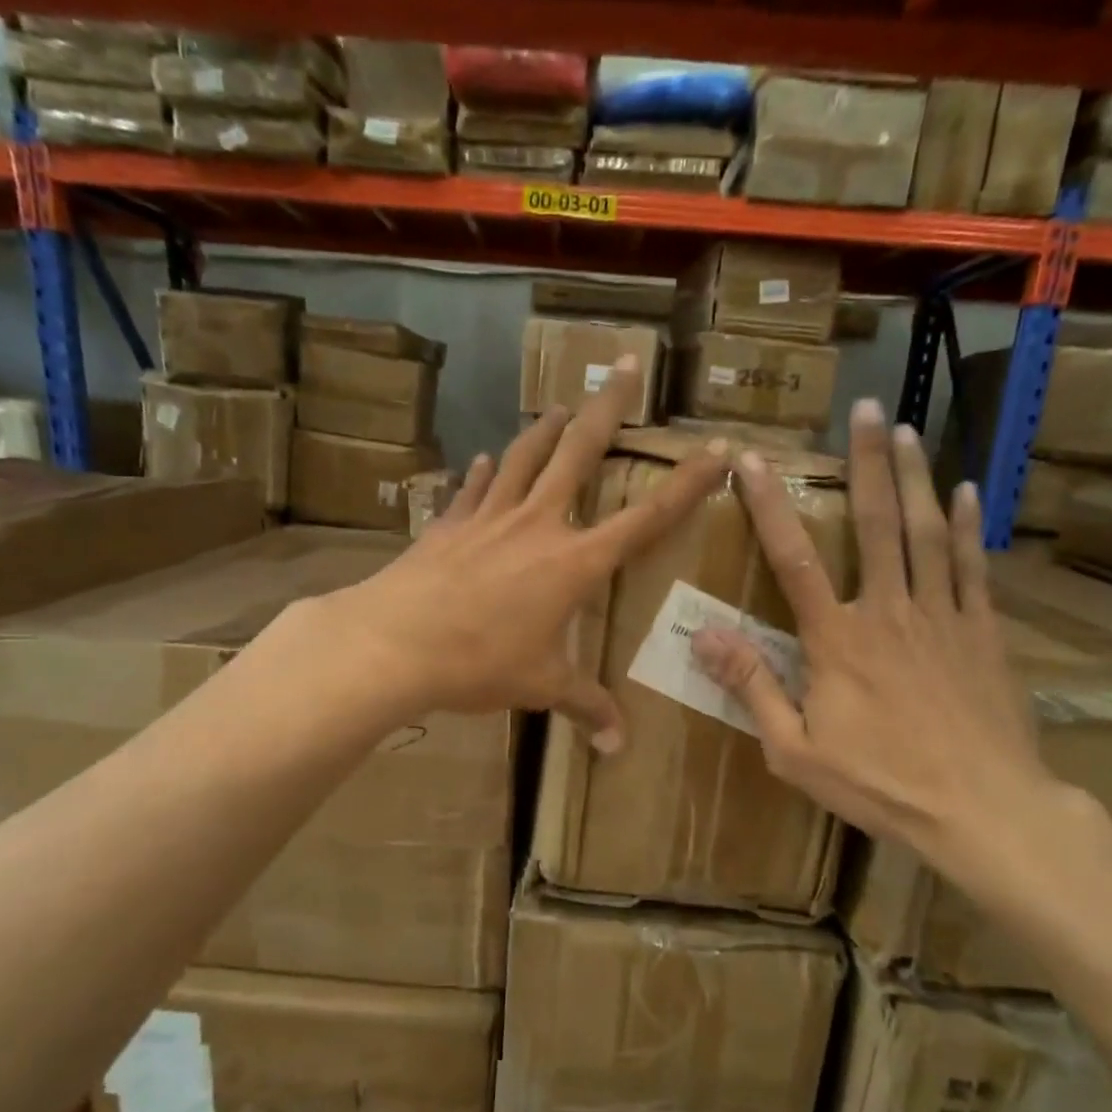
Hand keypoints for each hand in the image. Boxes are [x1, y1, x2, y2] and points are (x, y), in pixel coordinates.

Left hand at [338, 356, 727, 747]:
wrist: (395, 642)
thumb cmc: (479, 663)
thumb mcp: (541, 687)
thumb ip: (585, 707)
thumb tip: (617, 747)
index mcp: (574, 562)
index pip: (646, 518)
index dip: (686, 485)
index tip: (716, 449)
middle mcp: (538, 525)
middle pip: (579, 454)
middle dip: (607, 408)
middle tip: (626, 364)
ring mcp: (489, 517)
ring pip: (524, 457)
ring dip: (545, 428)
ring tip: (560, 404)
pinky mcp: (450, 524)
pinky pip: (473, 489)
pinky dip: (483, 473)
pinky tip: (484, 459)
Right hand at [690, 401, 1052, 891]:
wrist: (983, 809)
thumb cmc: (879, 783)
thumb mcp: (795, 750)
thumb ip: (751, 686)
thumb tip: (703, 635)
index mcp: (836, 639)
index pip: (793, 559)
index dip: (769, 506)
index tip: (752, 461)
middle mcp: (888, 611)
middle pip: (875, 524)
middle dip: (867, 463)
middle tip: (866, 409)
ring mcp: (941, 616)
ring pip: (926, 532)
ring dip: (915, 477)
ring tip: (908, 430)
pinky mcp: (982, 632)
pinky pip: (971, 567)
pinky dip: (967, 525)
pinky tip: (966, 491)